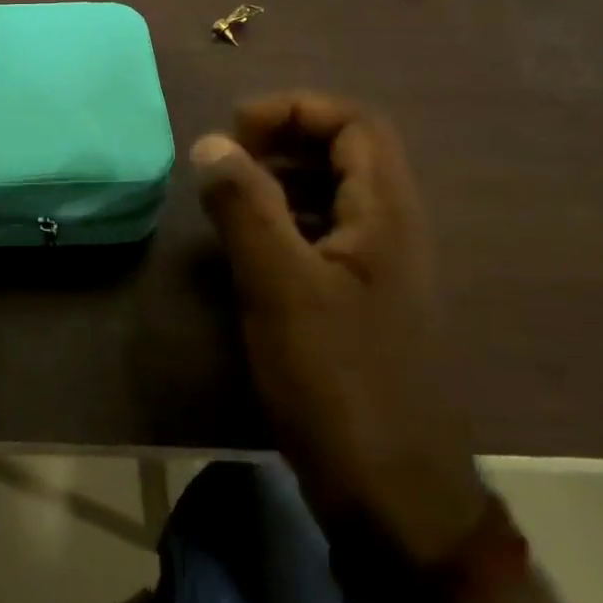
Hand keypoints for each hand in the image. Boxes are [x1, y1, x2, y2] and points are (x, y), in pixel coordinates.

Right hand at [192, 93, 487, 565]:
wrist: (389, 492)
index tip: (235, 133)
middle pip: (346, 153)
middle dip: (283, 141)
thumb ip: (245, 208)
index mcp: (387, 216)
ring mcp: (376, 272)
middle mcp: (390, 232)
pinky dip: (281, 226)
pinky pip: (320, 240)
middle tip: (226, 163)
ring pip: (331, 198)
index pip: (355, 123)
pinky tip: (245, 254)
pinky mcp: (356, 306)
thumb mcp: (279, 286)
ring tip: (226, 202)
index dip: (295, 110)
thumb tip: (212, 143)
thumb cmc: (337, 380)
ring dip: (279, 184)